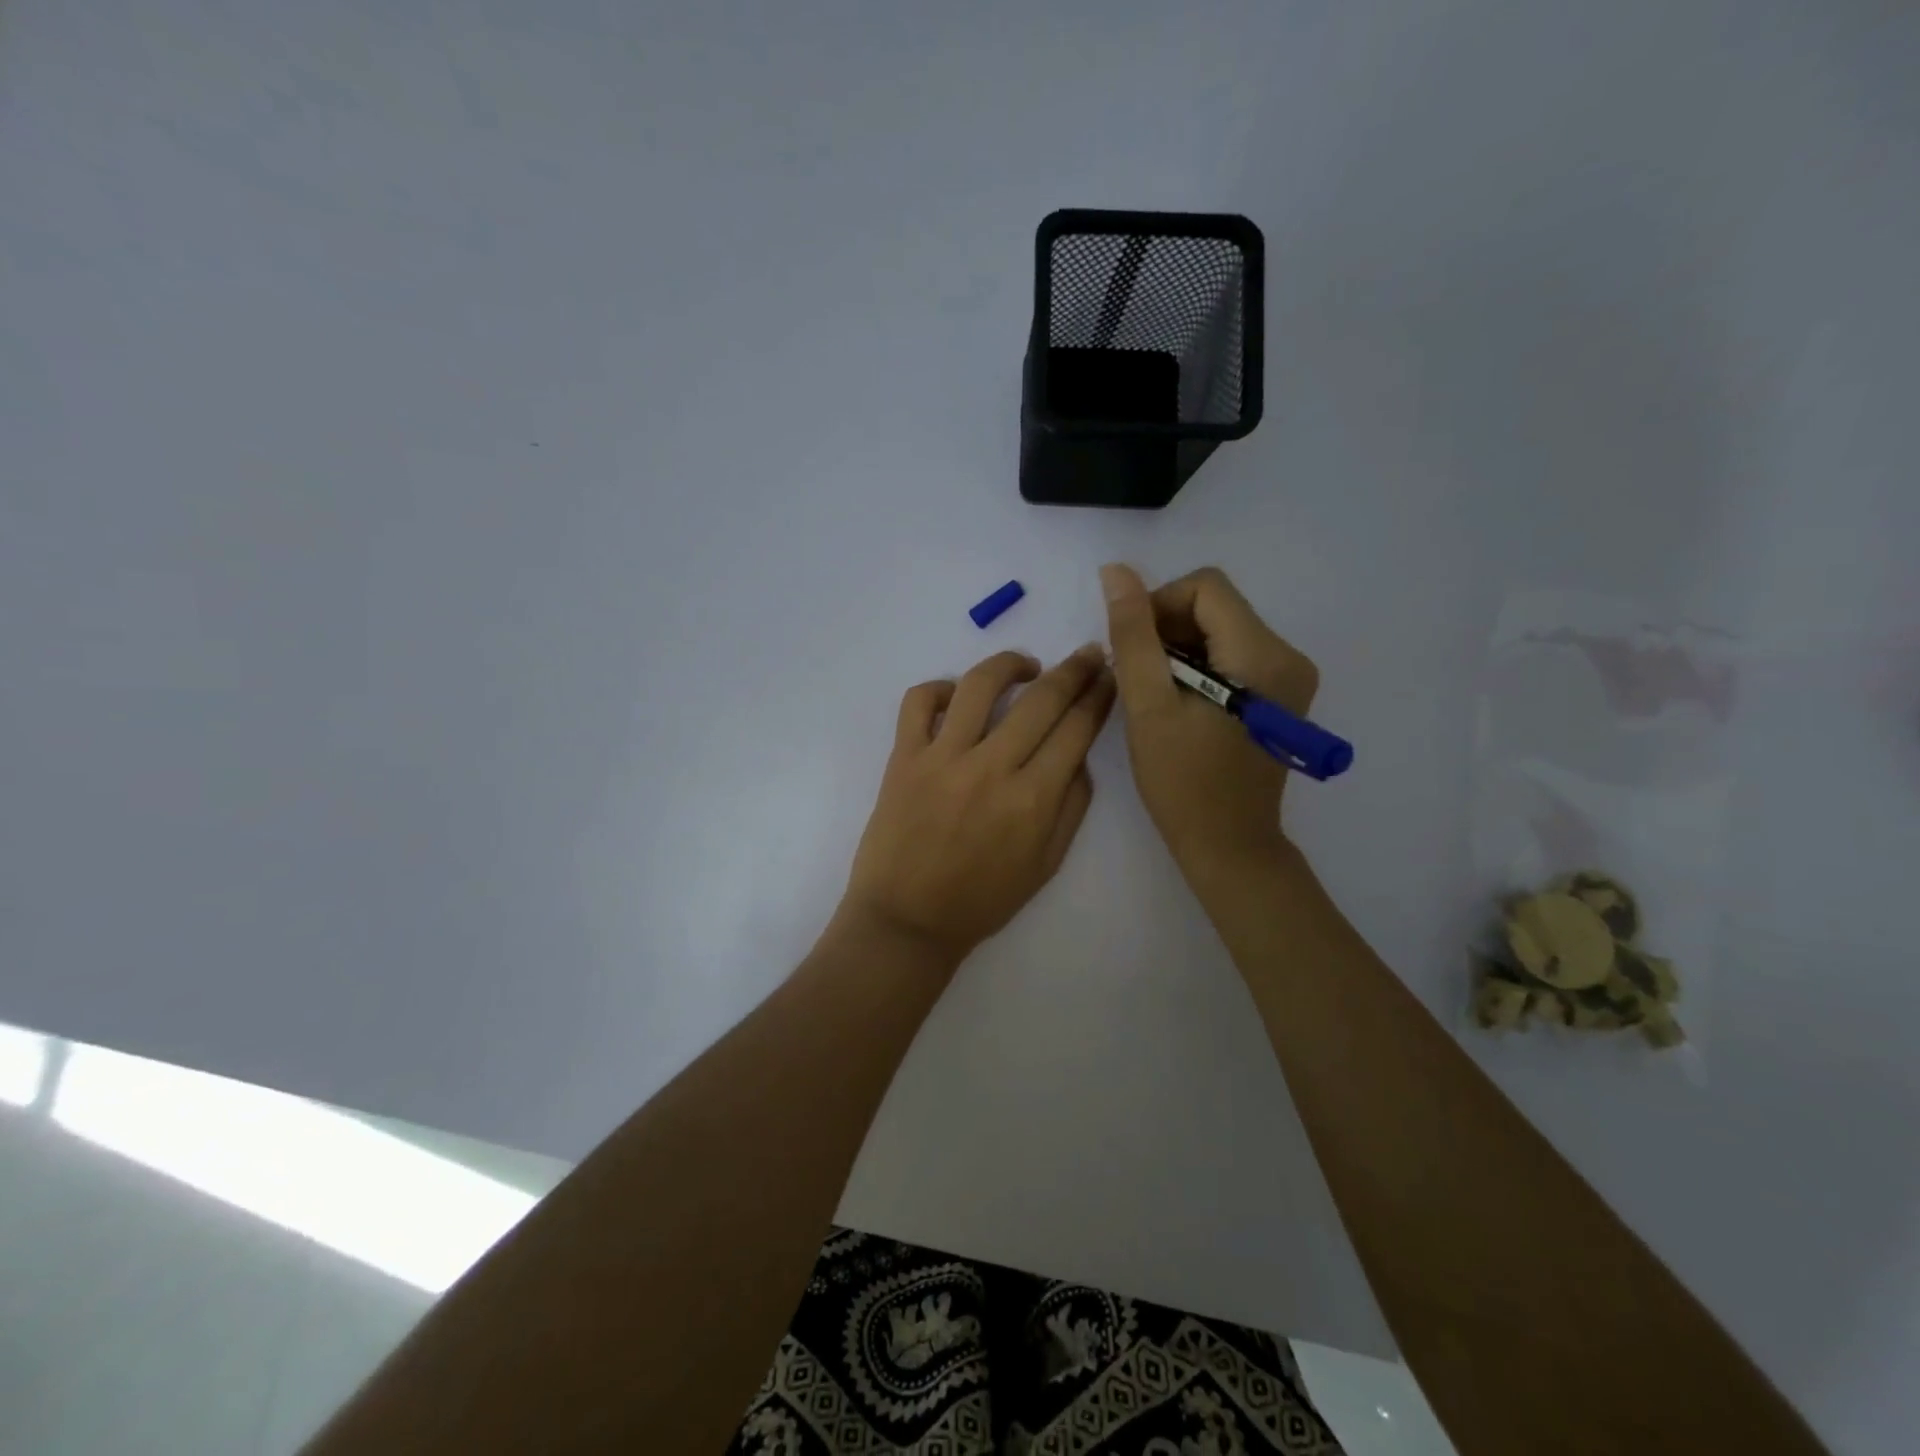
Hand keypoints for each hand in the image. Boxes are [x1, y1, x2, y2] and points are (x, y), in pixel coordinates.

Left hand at [840, 644, 1115, 967]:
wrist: (907, 920)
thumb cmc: (981, 901)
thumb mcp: (1046, 864)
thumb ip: (1071, 807)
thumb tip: (1079, 757)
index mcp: (1033, 799)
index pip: (1077, 729)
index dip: (1099, 696)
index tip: (1109, 677)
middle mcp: (991, 768)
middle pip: (1042, 699)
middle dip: (1074, 669)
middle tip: (1088, 655)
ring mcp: (942, 758)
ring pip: (980, 684)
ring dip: (1010, 664)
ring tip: (1026, 666)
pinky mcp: (903, 757)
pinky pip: (919, 702)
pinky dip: (938, 688)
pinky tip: (956, 695)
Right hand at [1100, 564, 1319, 873]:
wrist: (1229, 845)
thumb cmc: (1183, 782)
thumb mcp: (1149, 705)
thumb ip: (1133, 635)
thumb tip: (1116, 572)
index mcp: (1262, 655)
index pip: (1205, 587)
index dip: (1158, 605)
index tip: (1131, 648)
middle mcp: (1288, 655)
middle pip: (1216, 606)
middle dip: (1167, 628)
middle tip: (1137, 675)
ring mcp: (1289, 676)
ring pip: (1221, 629)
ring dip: (1179, 649)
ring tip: (1154, 692)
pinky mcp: (1281, 694)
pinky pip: (1232, 654)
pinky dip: (1198, 666)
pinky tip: (1178, 701)